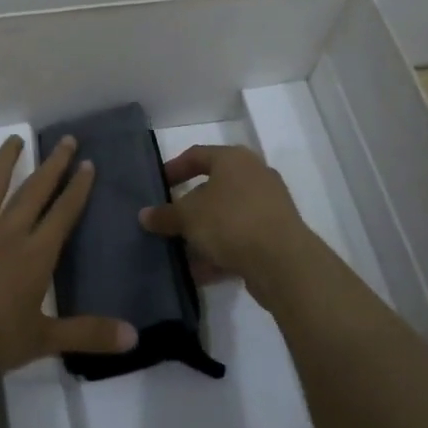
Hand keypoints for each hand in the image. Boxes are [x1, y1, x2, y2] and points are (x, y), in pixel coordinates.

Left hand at [0, 135, 136, 375]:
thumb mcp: (43, 340)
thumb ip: (88, 334)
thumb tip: (135, 337)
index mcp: (34, 256)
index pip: (62, 215)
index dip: (77, 189)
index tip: (87, 163)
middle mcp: (5, 234)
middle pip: (32, 192)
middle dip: (52, 166)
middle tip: (65, 139)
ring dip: (3, 163)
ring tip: (13, 140)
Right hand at [138, 145, 324, 304]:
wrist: (283, 262)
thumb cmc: (231, 222)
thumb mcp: (188, 217)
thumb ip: (165, 215)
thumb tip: (144, 215)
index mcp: (233, 159)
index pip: (197, 155)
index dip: (174, 169)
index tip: (158, 186)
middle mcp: (255, 175)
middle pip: (214, 187)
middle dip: (189, 207)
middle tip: (169, 221)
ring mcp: (269, 205)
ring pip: (227, 216)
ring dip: (204, 233)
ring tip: (181, 251)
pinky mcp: (277, 235)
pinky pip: (241, 238)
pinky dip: (221, 251)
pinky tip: (201, 271)